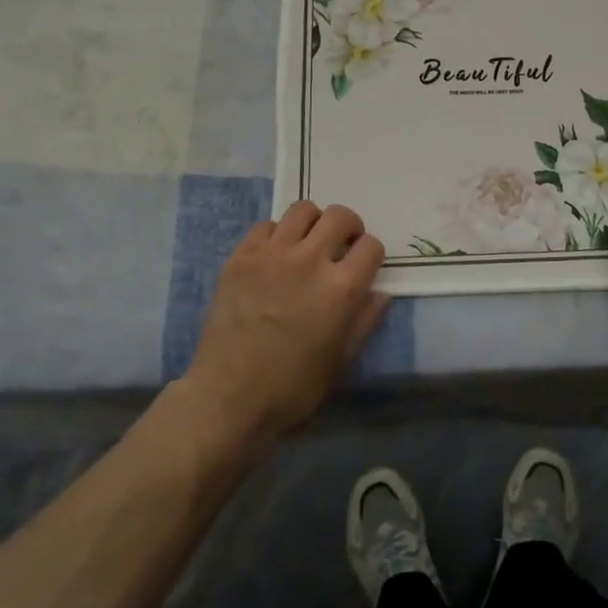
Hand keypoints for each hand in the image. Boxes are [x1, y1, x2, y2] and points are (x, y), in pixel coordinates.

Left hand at [183, 202, 389, 446]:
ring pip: (303, 210)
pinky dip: (276, 234)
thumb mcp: (340, 360)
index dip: (371, 255)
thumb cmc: (291, 388)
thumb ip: (365, 320)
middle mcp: (310, 260)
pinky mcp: (241, 257)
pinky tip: (273, 256)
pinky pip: (265, 225)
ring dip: (313, 223)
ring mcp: (272, 254)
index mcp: (341, 288)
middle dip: (348, 228)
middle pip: (340, 216)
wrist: (227, 398)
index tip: (363, 266)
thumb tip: (380, 291)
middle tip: (340, 246)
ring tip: (307, 243)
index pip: (371, 246)